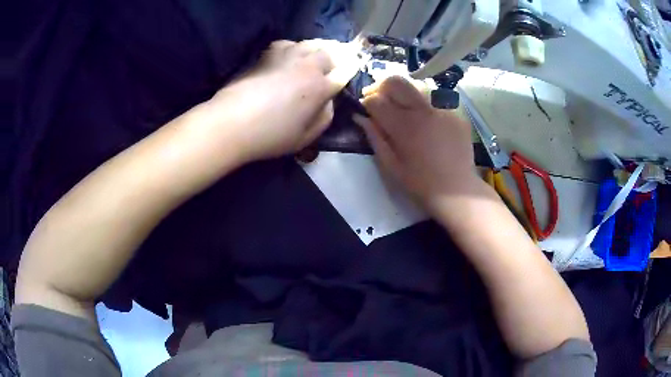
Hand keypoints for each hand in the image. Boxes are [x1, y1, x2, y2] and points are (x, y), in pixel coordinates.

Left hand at [207, 39, 358, 163]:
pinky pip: (287, 43)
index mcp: (320, 87)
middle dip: (335, 58)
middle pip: (328, 53)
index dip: (350, 70)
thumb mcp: (306, 137)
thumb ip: (324, 118)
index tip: (353, 68)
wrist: (232, 122)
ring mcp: (286, 56)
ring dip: (317, 49)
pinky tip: (290, 54)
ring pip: (310, 44)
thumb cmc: (271, 136)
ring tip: (316, 56)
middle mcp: (307, 66)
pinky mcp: (267, 55)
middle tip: (333, 64)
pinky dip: (293, 47)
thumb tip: (329, 101)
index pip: (344, 73)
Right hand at [354, 76, 479, 213]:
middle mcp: (423, 110)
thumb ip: (375, 137)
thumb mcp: (390, 166)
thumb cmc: (420, 184)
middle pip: (396, 81)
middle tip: (379, 99)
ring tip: (404, 112)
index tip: (366, 109)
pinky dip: (425, 109)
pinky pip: (435, 103)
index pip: (376, 100)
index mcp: (404, 126)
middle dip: (381, 86)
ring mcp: (442, 110)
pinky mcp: (456, 115)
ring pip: (417, 88)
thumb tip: (360, 117)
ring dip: (404, 95)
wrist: (458, 191)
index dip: (367, 102)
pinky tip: (428, 127)